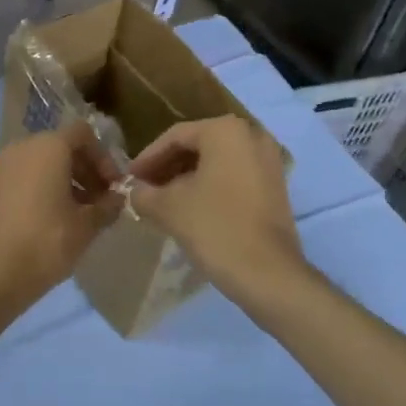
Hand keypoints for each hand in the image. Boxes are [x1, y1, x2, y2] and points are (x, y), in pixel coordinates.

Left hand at [0, 122, 123, 311]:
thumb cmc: (46, 242)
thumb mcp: (87, 226)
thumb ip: (107, 206)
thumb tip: (117, 198)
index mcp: (48, 147)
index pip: (83, 134)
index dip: (104, 157)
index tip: (114, 187)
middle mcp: (24, 148)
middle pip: (63, 146)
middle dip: (87, 170)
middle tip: (103, 201)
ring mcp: (5, 167)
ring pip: (45, 162)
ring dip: (69, 181)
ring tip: (84, 214)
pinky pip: (28, 177)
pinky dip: (46, 188)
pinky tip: (59, 219)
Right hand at [127, 115, 305, 303]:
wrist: (268, 274)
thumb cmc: (215, 227)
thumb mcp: (168, 207)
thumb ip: (143, 193)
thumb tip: (132, 190)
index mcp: (225, 130)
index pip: (175, 137)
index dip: (147, 158)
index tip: (130, 179)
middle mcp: (251, 135)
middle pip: (197, 145)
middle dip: (167, 167)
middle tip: (144, 189)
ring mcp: (268, 160)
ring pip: (216, 161)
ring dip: (186, 178)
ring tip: (162, 200)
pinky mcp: (276, 185)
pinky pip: (234, 175)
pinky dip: (210, 185)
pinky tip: (190, 207)